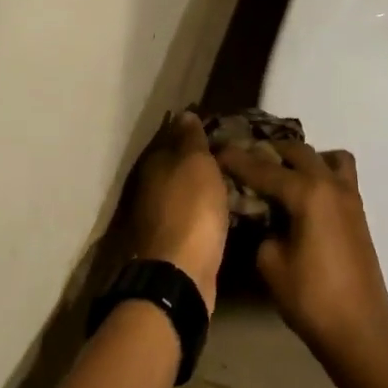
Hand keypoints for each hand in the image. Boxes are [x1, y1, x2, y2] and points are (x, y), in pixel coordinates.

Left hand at [129, 113, 229, 311]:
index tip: (221, 124)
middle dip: (200, 156)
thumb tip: (184, 113)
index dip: (195, 127)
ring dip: (204, 183)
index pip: (174, 133)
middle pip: (178, 162)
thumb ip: (191, 139)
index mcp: (155, 163)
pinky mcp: (173, 240)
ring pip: (185, 189)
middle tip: (234, 150)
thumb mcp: (196, 165)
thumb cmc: (191, 211)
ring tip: (235, 176)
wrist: (180, 274)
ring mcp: (160, 215)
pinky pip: (193, 213)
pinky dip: (206, 207)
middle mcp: (151, 186)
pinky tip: (225, 206)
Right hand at [215, 140, 387, 363]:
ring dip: (303, 158)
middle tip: (245, 159)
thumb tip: (263, 218)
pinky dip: (321, 173)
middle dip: (270, 152)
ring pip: (328, 158)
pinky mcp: (358, 213)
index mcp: (308, 193)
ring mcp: (350, 198)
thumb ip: (262, 230)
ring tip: (281, 174)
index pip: (264, 169)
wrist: (359, 330)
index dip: (238, 160)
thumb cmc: (310, 298)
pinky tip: (303, 197)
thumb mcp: (271, 264)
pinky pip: (340, 176)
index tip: (217, 151)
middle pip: (298, 152)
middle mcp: (331, 185)